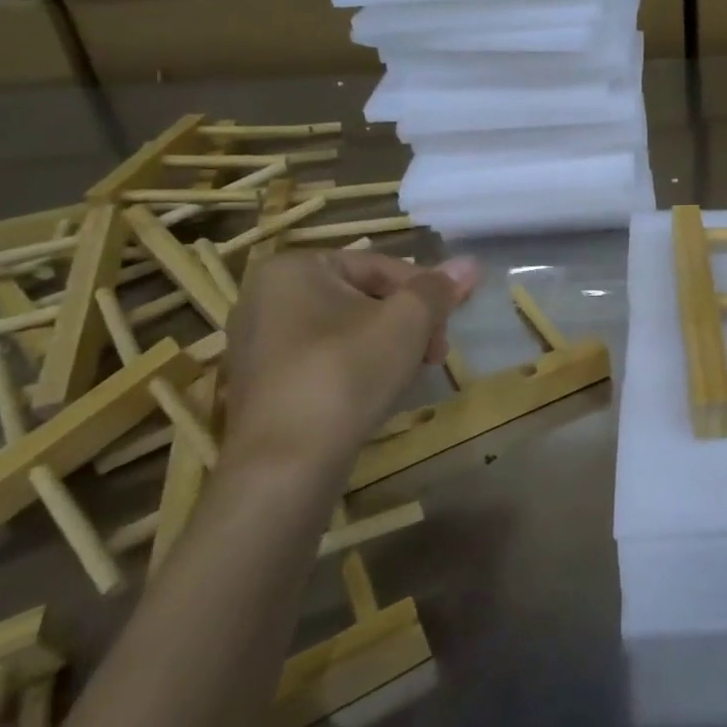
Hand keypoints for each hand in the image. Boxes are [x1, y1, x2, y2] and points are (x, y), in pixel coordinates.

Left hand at [222, 249, 477, 465]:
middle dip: (407, 323)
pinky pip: (321, 361)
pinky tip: (376, 394)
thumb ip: (438, 289)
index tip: (448, 326)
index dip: (425, 293)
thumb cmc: (346, 373)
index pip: (379, 267)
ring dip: (387, 346)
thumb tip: (469, 263)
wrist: (286, 463)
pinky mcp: (261, 385)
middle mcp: (265, 297)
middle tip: (435, 355)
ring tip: (411, 375)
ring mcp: (257, 344)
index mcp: (294, 268)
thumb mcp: (406, 322)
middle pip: (362, 298)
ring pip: (344, 331)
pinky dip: (354, 369)